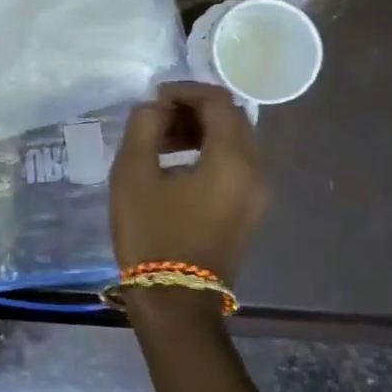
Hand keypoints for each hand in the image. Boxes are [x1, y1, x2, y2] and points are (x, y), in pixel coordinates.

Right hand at [110, 82, 268, 283]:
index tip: (152, 99)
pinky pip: (235, 165)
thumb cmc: (151, 233)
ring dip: (198, 131)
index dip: (184, 91)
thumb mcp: (133, 173)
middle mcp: (256, 171)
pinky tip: (174, 166)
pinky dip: (208, 152)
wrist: (175, 301)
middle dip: (192, 110)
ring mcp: (258, 194)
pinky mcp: (249, 210)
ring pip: (234, 141)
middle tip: (153, 119)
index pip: (218, 101)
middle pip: (231, 118)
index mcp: (233, 159)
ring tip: (158, 143)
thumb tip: (155, 108)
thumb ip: (143, 126)